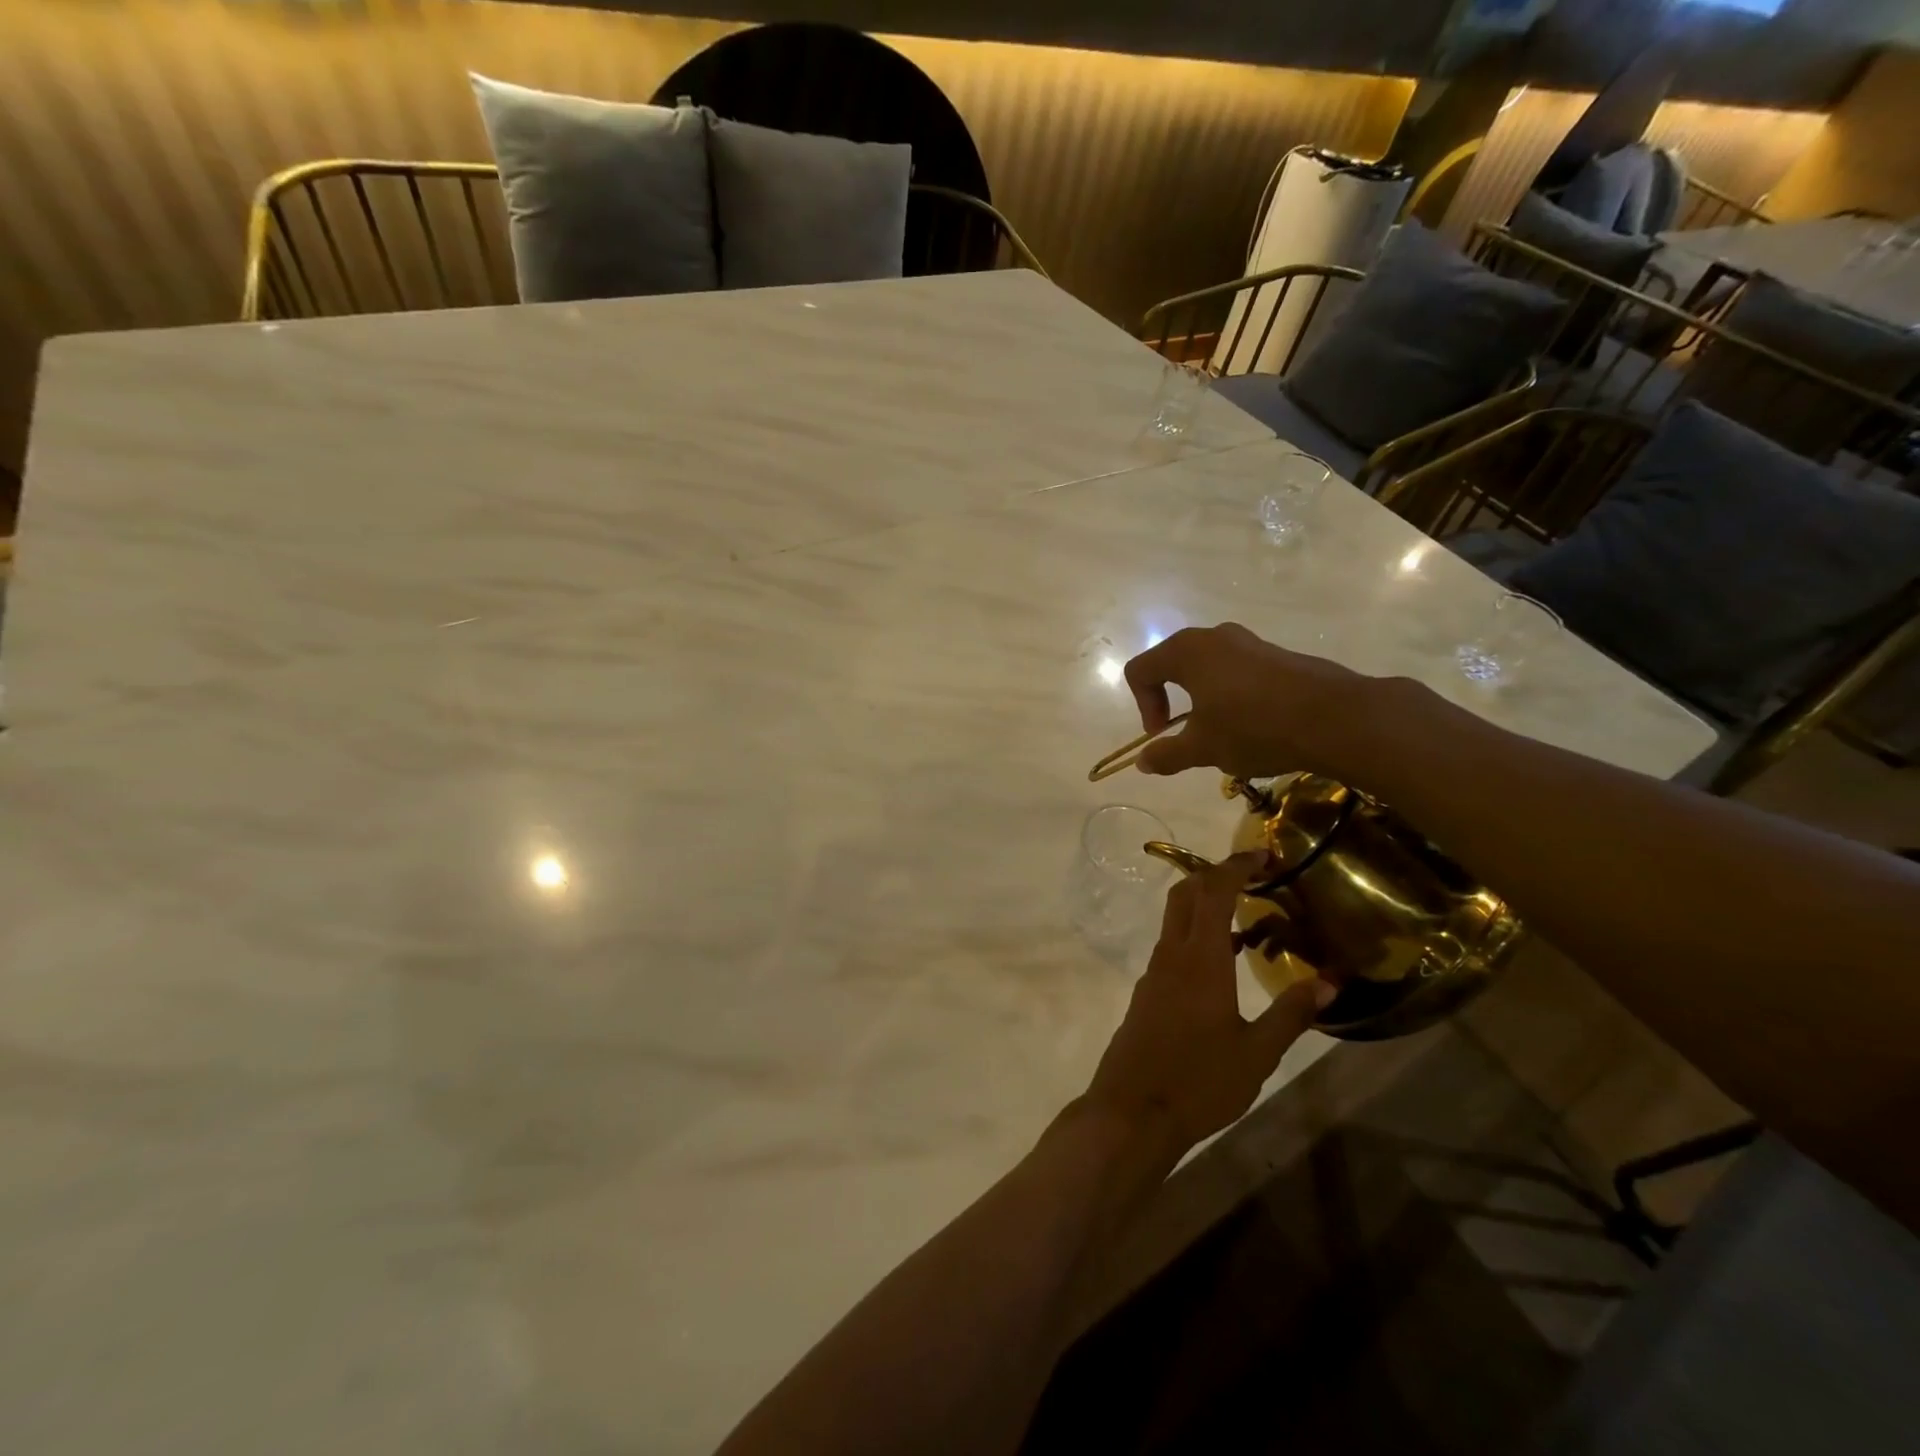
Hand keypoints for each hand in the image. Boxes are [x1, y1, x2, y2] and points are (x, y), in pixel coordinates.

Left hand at [1082, 855, 1335, 1156]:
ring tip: (1250, 921)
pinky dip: (1197, 937)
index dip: (1236, 865)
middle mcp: (1171, 955)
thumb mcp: (1257, 1053)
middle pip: (1186, 894)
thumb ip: (1291, 1014)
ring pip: (1176, 920)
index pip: (1214, 891)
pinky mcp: (1147, 993)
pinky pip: (1172, 947)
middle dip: (1216, 875)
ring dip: (1206, 907)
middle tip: (1253, 878)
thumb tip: (1328, 982)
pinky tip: (1224, 965)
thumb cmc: (1199, 1081)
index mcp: (1200, 959)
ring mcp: (1154, 973)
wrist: (1132, 1111)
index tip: (1262, 854)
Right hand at [1123, 623, 1371, 779]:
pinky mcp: (1278, 654)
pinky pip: (1239, 670)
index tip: (1163, 734)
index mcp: (1186, 651)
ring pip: (1208, 667)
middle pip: (1172, 663)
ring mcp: (1250, 642)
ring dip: (1203, 699)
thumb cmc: (1254, 728)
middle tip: (1184, 732)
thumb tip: (1142, 762)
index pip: (1141, 671)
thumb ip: (1167, 754)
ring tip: (1222, 732)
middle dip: (1170, 699)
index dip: (1143, 705)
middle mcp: (1214, 637)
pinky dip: (1232, 695)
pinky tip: (1254, 725)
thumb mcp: (1203, 749)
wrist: (1336, 719)